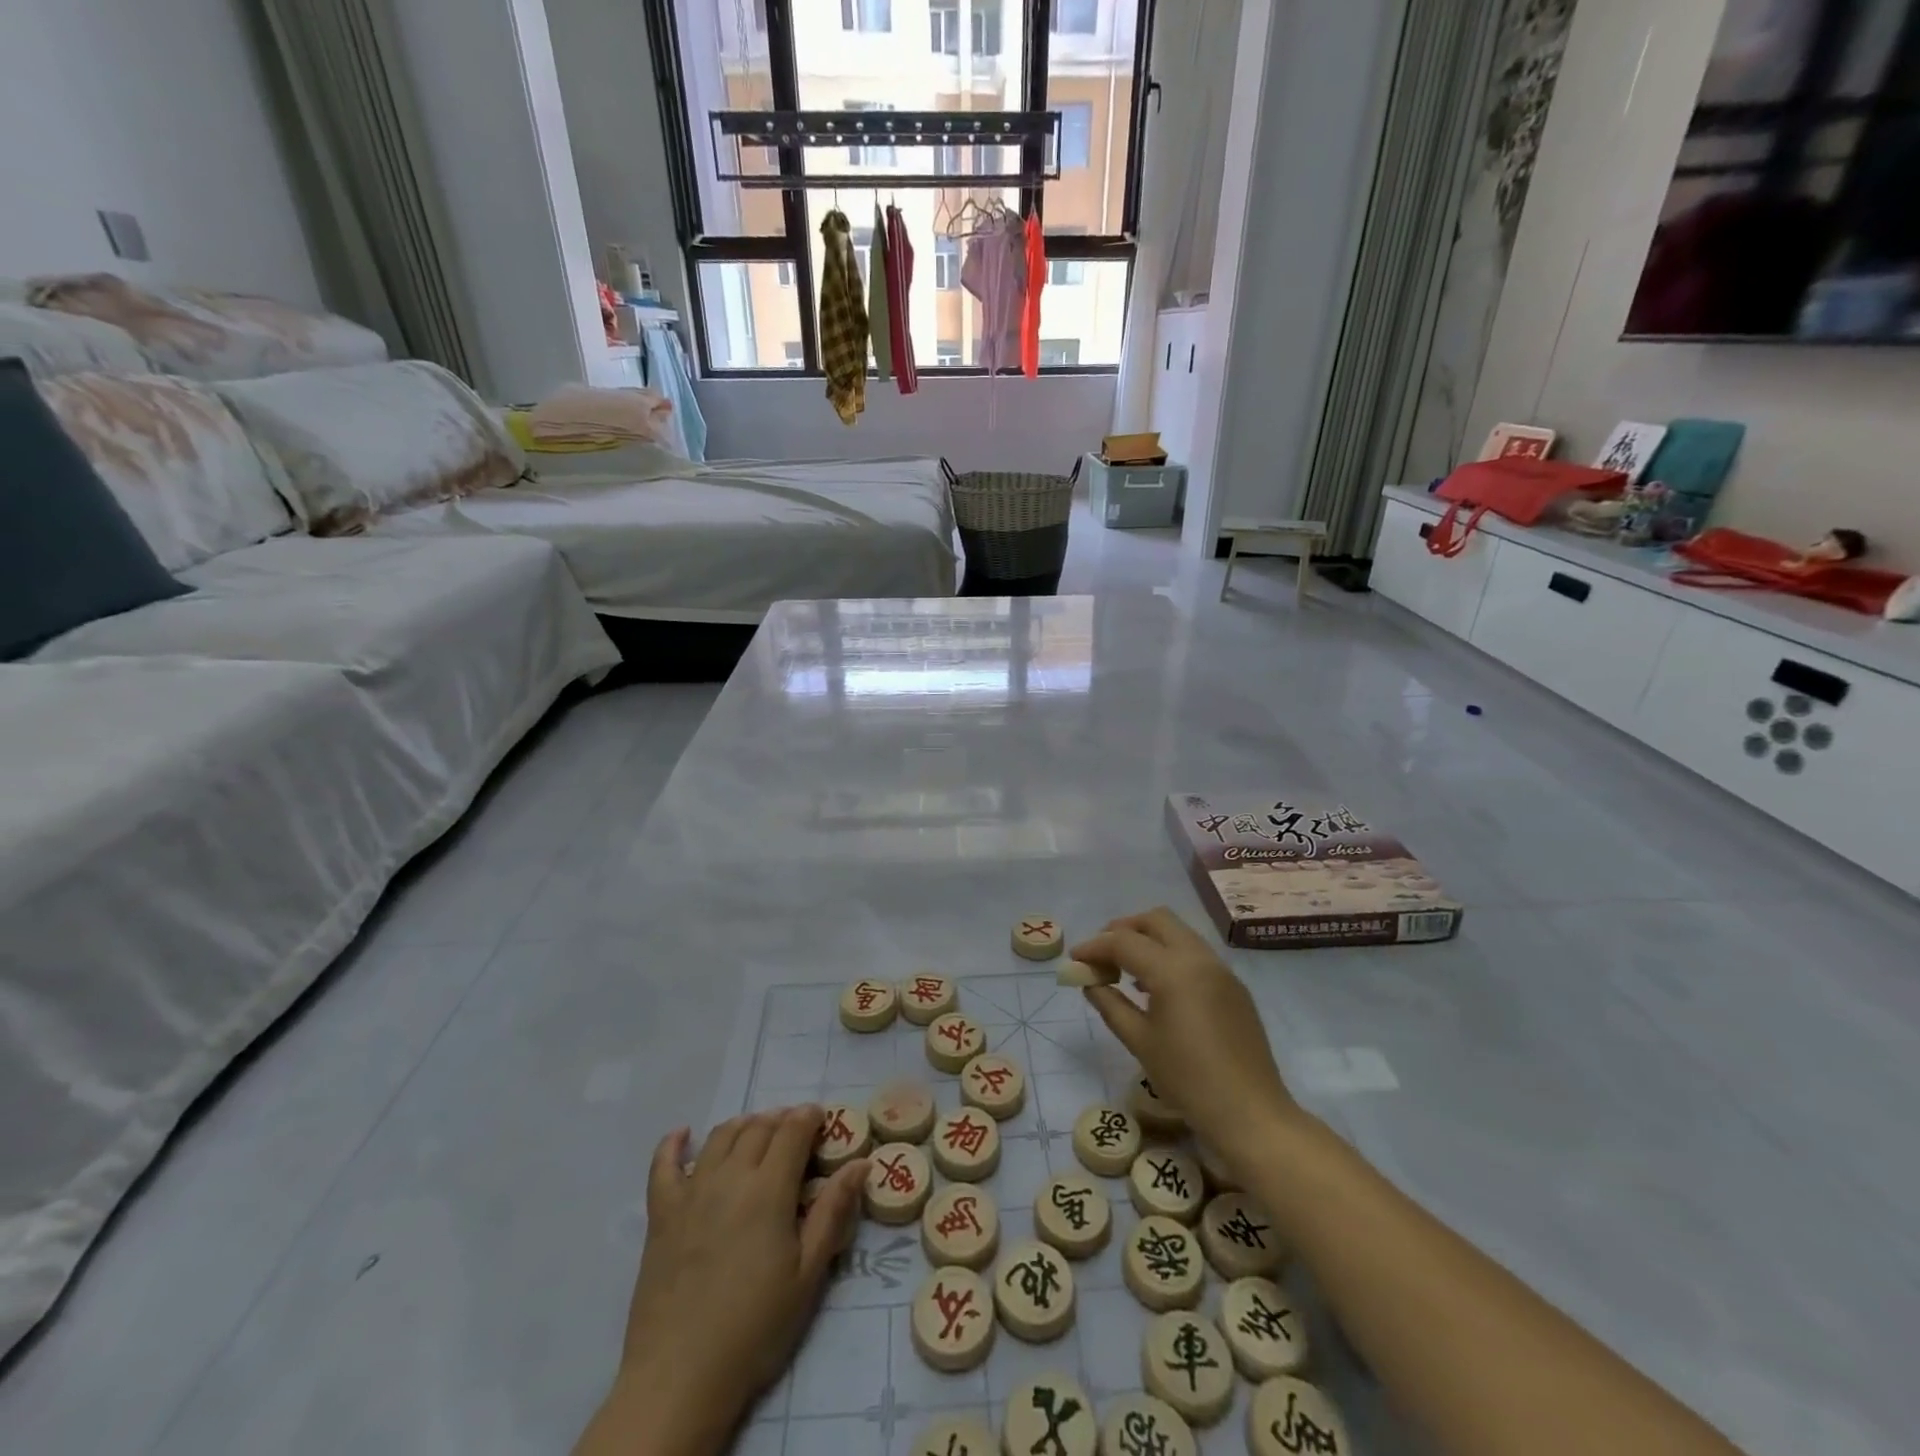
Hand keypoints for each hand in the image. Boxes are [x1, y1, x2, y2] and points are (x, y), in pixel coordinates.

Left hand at [601, 1107, 865, 1454]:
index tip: (822, 1119)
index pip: (793, 1131)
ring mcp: (691, 1191)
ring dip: (744, 1124)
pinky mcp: (661, 1213)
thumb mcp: (808, 1274)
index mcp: (769, 1188)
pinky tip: (683, 1134)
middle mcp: (730, 1176)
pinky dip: (673, 1144)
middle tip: (796, 1130)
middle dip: (781, 1119)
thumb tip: (861, 1162)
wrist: (680, 1376)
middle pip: (758, 1127)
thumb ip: (833, 1211)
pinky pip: (664, 1165)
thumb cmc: (755, 1327)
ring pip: (721, 1136)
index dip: (810, 1117)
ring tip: (757, 1131)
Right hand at [1073, 908, 1300, 1162]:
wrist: (1250, 1113)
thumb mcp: (1139, 1041)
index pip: (1124, 942)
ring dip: (1149, 940)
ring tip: (1126, 969)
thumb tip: (1090, 982)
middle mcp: (1198, 958)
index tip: (1075, 959)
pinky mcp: (1233, 986)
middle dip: (1124, 929)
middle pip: (1155, 920)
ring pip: (1178, 932)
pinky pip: (1195, 953)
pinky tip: (1157, 986)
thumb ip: (1110, 1004)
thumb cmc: (1187, 1079)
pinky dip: (1170, 955)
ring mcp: (1220, 969)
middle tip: (1103, 954)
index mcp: (1172, 970)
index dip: (1095, 947)